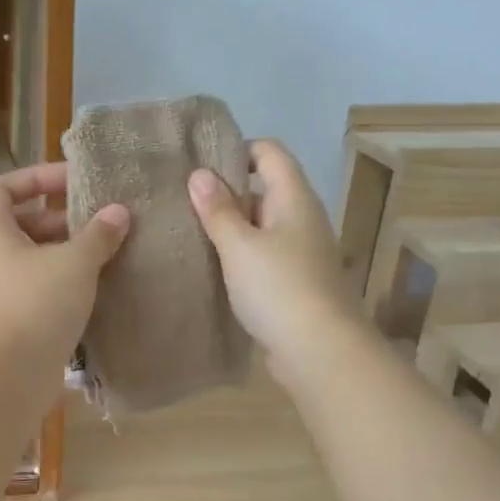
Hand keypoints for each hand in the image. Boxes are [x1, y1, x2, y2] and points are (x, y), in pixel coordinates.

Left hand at [0, 163, 129, 374]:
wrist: (7, 374)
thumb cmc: (36, 303)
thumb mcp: (75, 262)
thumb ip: (98, 234)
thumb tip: (118, 212)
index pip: (1, 187)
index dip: (35, 176)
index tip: (71, 181)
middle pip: (18, 223)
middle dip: (58, 218)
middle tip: (96, 222)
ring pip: (28, 258)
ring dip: (62, 253)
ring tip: (102, 255)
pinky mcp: (6, 320)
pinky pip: (33, 288)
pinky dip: (58, 283)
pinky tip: (91, 289)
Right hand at [187, 140, 352, 372]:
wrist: (318, 351)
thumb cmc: (278, 288)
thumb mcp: (239, 245)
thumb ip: (218, 210)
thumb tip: (199, 174)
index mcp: (293, 198)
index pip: (269, 152)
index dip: (237, 149)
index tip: (198, 163)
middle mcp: (301, 218)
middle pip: (263, 188)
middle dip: (225, 191)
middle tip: (181, 198)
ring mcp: (299, 252)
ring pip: (259, 225)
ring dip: (228, 227)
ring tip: (187, 230)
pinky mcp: (292, 282)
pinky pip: (261, 256)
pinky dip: (237, 255)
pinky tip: (209, 266)